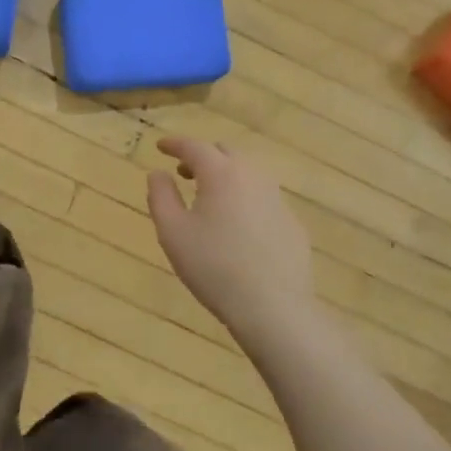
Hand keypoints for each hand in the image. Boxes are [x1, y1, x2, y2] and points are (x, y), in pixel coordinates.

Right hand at [147, 137, 314, 335]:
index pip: (195, 147)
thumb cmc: (213, 266)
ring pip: (249, 174)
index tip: (161, 146)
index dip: (175, 144)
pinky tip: (237, 227)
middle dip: (203, 156)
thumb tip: (158, 173)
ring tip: (209, 198)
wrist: (273, 306)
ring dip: (226, 176)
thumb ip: (161, 196)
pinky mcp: (292, 223)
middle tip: (184, 172)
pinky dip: (245, 199)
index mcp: (221, 174)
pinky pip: (264, 199)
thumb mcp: (172, 232)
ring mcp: (278, 199)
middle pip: (226, 153)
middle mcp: (253, 177)